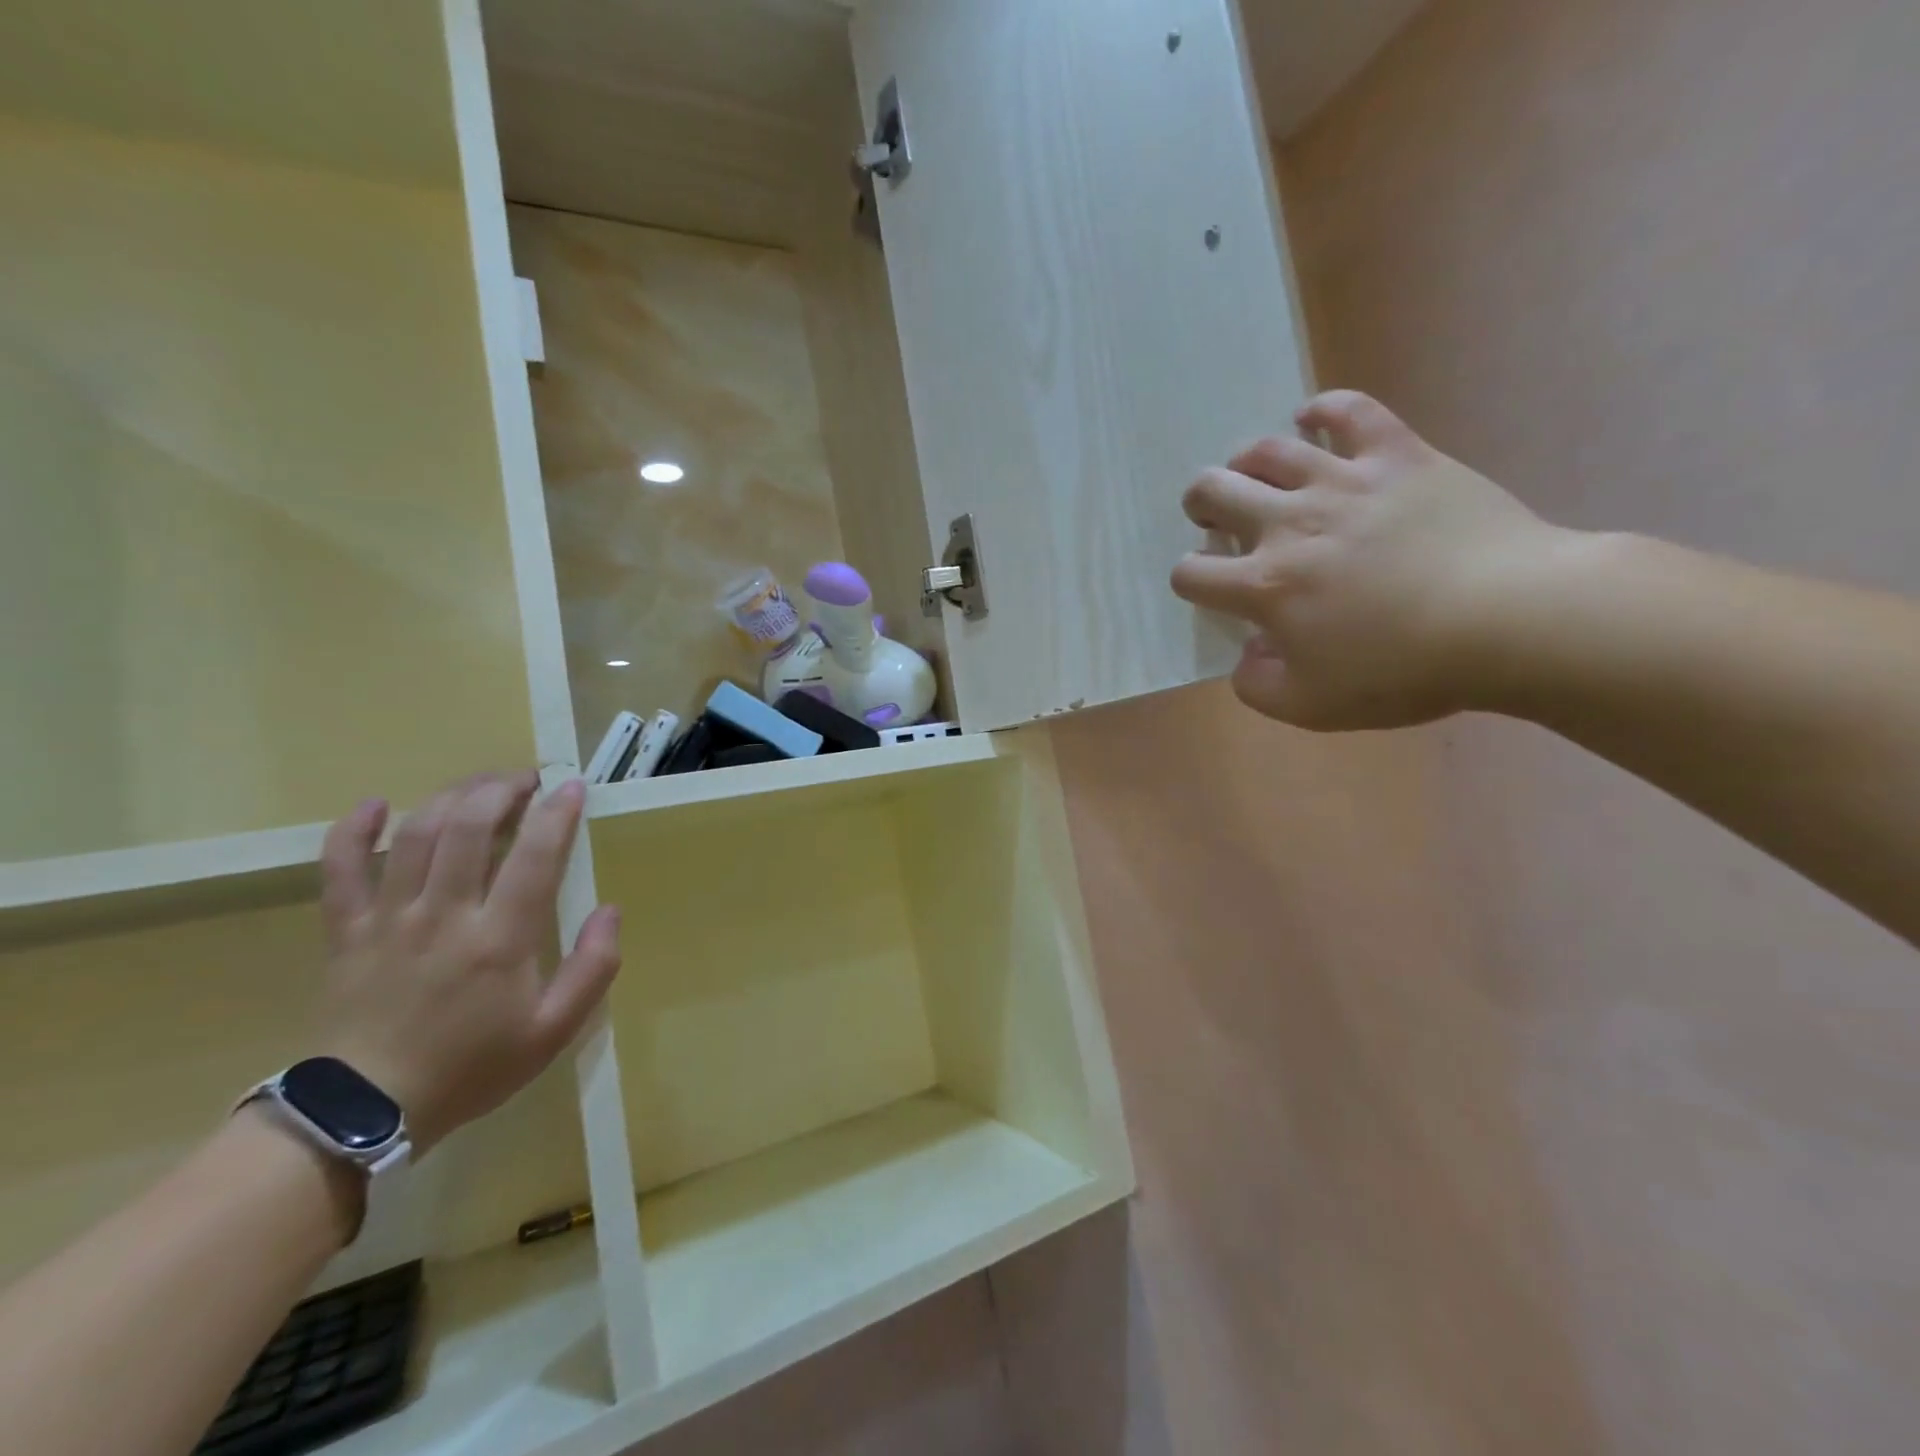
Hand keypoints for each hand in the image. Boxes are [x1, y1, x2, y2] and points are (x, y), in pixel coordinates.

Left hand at [315, 772, 621, 1154]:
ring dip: (452, 796)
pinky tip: (374, 805)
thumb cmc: (472, 1067)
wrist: (365, 1112)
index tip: (573, 788)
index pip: (535, 856)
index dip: (557, 814)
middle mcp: (445, 914)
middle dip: (503, 789)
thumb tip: (610, 912)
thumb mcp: (554, 1031)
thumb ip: (593, 969)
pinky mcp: (346, 931)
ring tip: (480, 785)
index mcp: (500, 939)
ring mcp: (389, 918)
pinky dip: (352, 831)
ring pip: (417, 834)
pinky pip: (339, 869)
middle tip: (526, 779)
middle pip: (470, 826)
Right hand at [1172, 390, 1577, 729]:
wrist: (1511, 619)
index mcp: (1265, 585)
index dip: (1189, 580)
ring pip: (1267, 449)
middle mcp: (1289, 524)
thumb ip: (1257, 685)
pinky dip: (1324, 410)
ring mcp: (1343, 482)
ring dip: (1246, 462)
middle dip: (1201, 506)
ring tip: (1256, 476)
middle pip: (1213, 492)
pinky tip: (1313, 419)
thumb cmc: (1405, 670)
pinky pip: (1350, 410)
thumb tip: (1246, 656)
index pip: (1191, 573)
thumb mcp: (1311, 707)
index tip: (1209, 588)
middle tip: (1217, 519)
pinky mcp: (1396, 455)